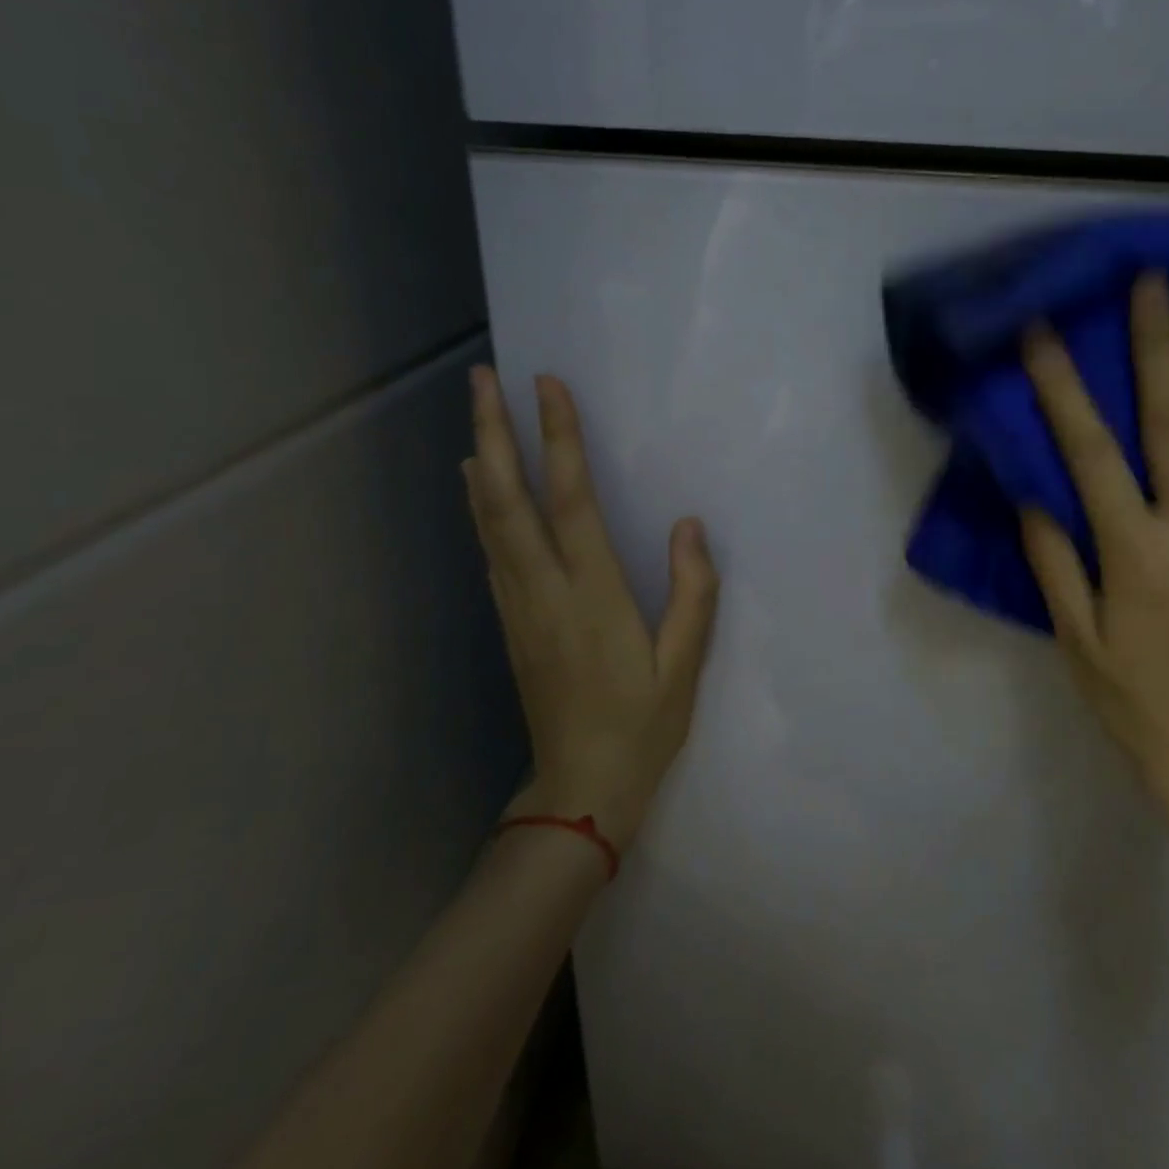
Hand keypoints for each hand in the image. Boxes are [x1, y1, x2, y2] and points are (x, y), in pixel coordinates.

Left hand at [464, 366, 718, 851]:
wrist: (580, 789)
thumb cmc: (642, 726)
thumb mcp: (684, 665)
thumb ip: (692, 592)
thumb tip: (689, 525)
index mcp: (592, 594)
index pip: (570, 499)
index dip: (558, 438)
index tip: (548, 386)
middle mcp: (544, 589)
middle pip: (508, 498)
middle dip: (493, 432)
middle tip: (481, 379)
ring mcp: (518, 605)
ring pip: (489, 520)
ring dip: (480, 460)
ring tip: (476, 413)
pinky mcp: (510, 620)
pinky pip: (491, 548)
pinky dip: (481, 506)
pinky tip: (478, 485)